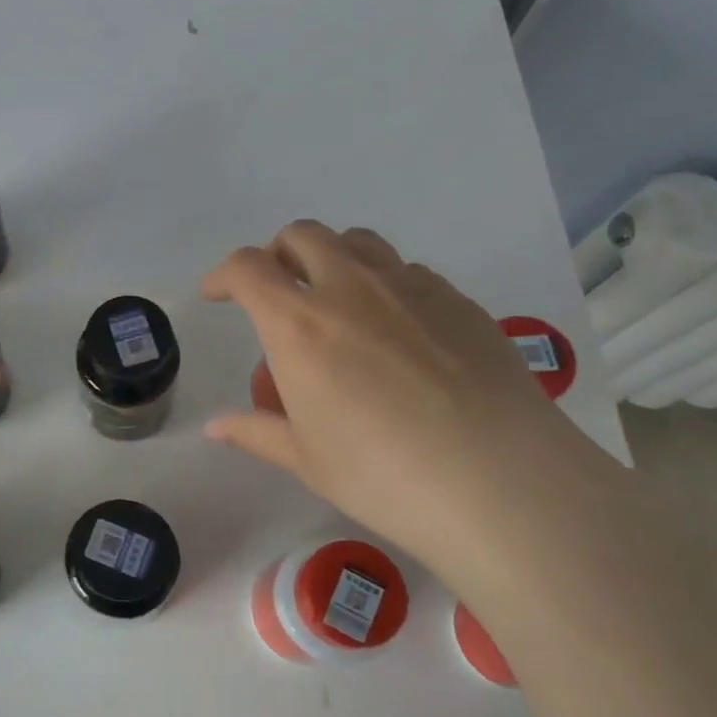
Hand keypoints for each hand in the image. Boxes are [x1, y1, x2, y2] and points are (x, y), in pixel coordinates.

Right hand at [202, 221, 623, 604]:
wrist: (500, 482)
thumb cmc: (382, 475)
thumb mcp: (306, 459)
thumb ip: (256, 432)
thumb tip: (216, 427)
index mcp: (299, 325)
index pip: (247, 269)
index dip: (223, 274)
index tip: (217, 294)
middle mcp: (350, 289)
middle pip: (302, 235)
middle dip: (277, 253)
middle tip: (277, 292)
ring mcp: (411, 287)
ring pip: (358, 242)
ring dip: (331, 258)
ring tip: (335, 300)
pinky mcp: (459, 300)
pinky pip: (408, 271)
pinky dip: (384, 283)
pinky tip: (397, 330)